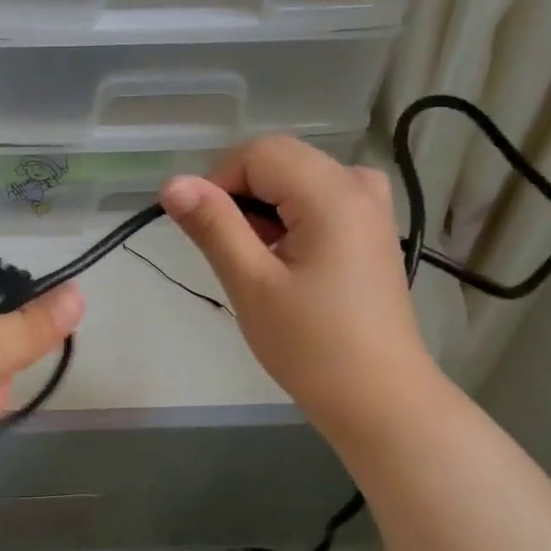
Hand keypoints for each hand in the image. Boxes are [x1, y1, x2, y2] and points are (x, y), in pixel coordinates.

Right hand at [160, 136, 435, 438]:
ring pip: (296, 182)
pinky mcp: (371, 231)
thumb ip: (213, 226)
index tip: (203, 233)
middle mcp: (359, 184)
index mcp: (333, 191)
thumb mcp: (251, 283)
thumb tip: (172, 183)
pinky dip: (289, 222)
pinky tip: (285, 266)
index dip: (219, 182)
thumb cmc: (310, 344)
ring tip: (258, 267)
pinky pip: (319, 202)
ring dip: (263, 212)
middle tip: (231, 256)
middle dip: (241, 198)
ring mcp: (372, 207)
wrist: (378, 397)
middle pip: (280, 162)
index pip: (258, 152)